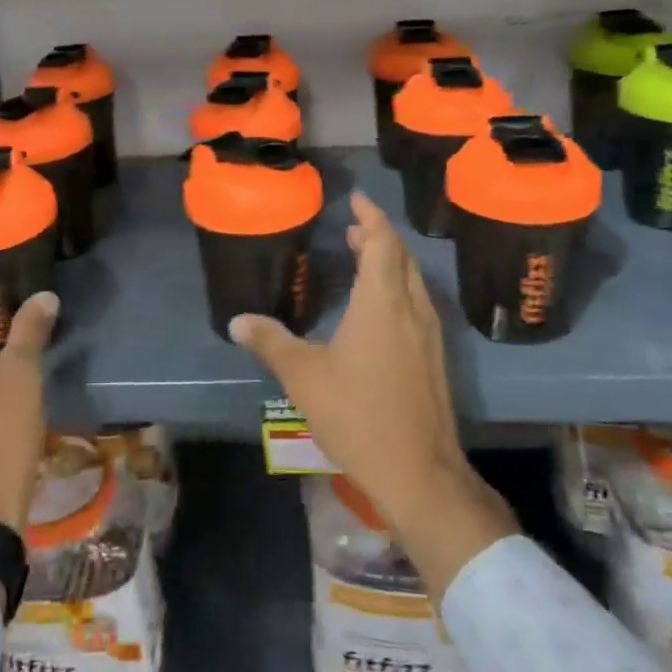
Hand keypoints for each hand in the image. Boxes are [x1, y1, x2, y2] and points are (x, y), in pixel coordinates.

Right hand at [230, 192, 517, 594]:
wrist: (419, 472)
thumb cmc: (358, 414)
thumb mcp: (304, 376)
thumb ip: (270, 342)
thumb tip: (237, 320)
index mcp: (381, 302)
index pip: (381, 243)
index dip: (370, 217)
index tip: (356, 198)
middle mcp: (411, 309)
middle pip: (400, 258)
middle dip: (378, 237)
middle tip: (353, 228)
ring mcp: (428, 335)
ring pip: (412, 282)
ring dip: (389, 263)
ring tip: (362, 258)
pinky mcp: (434, 359)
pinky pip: (416, 305)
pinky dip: (397, 289)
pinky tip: (379, 310)